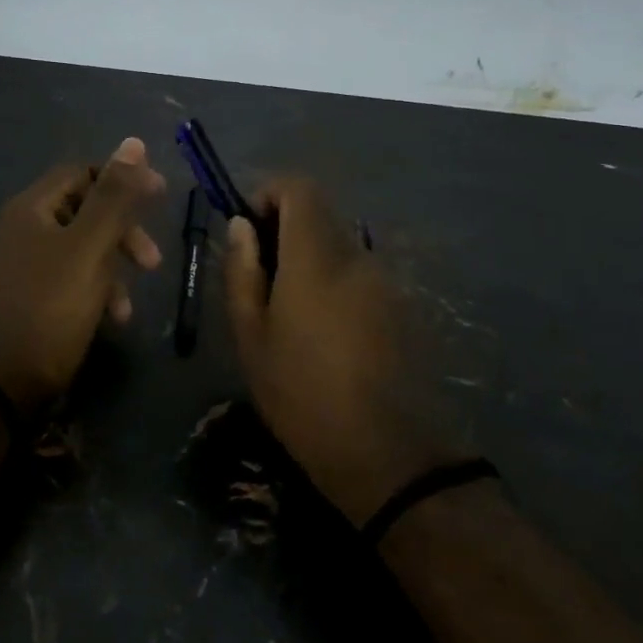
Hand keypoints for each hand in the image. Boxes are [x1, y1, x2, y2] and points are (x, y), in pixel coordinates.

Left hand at [0, 137, 166, 410]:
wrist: (14, 376)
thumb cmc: (54, 304)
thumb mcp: (91, 246)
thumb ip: (114, 196)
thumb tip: (134, 143)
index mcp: (32, 207)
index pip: (82, 172)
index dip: (122, 179)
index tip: (159, 194)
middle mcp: (26, 227)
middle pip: (87, 210)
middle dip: (123, 232)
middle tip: (153, 259)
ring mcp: (30, 261)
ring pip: (87, 246)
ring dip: (116, 266)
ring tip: (132, 298)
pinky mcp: (39, 291)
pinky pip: (77, 274)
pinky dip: (100, 288)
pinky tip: (116, 316)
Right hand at [224, 178, 464, 525]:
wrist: (387, 454)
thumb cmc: (301, 395)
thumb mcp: (251, 337)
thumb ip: (242, 271)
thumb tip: (240, 226)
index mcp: (316, 258)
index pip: (299, 188)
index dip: (268, 194)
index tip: (248, 231)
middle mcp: (358, 257)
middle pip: (320, 216)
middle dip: (284, 232)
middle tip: (259, 281)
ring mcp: (387, 282)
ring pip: (340, 247)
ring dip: (309, 261)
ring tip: (289, 316)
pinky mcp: (403, 307)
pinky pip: (360, 275)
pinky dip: (334, 284)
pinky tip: (325, 335)